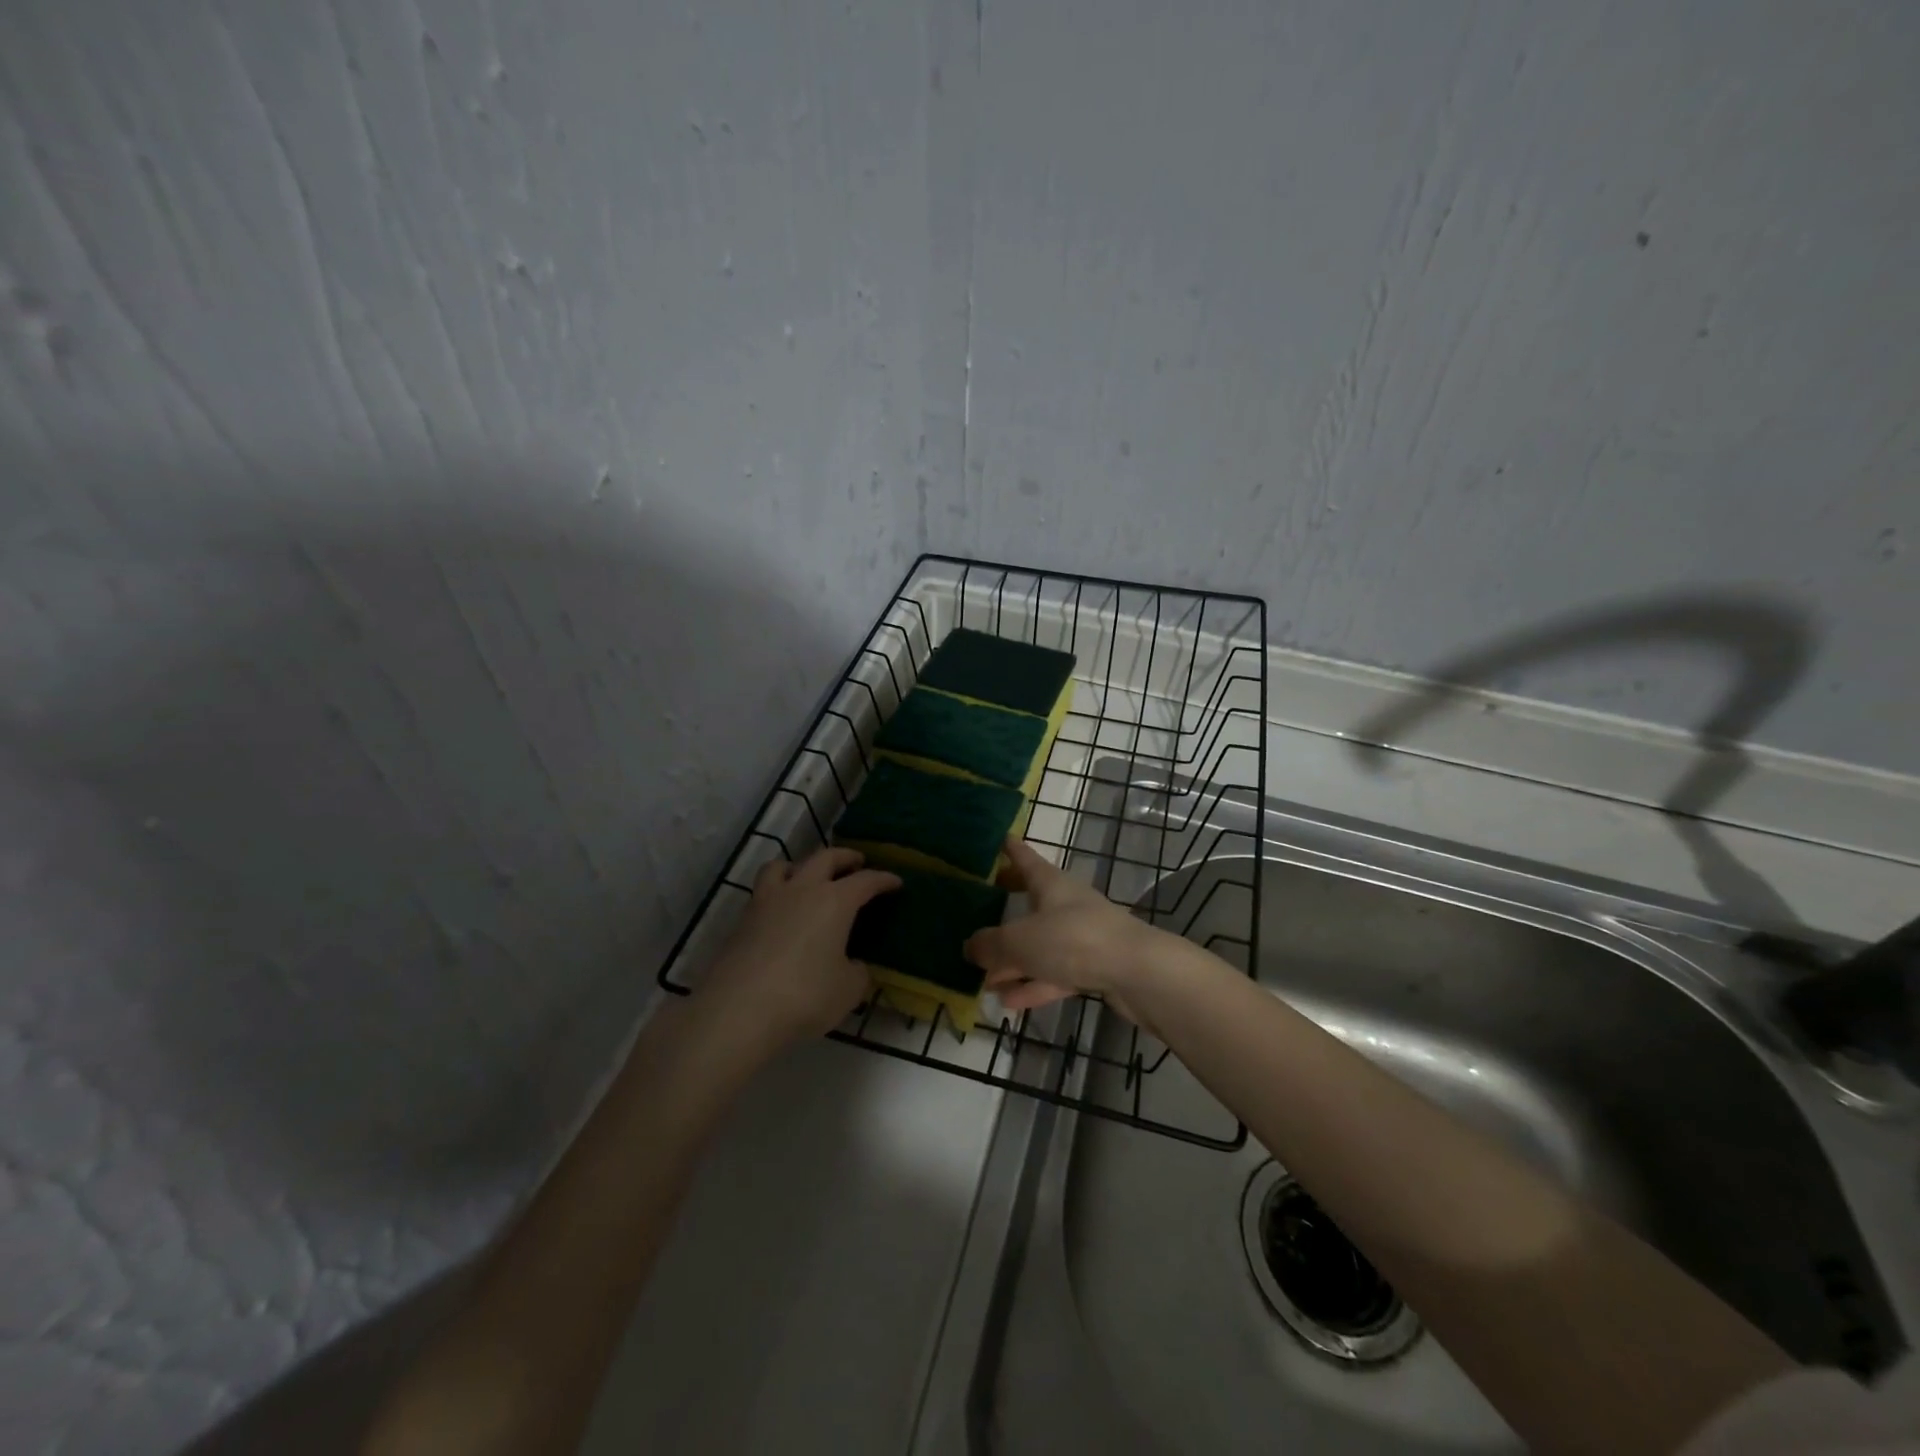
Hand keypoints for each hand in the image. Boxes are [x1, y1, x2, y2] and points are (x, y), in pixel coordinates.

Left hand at [698, 848, 899, 1052]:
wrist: (738, 1010)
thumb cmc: (804, 996)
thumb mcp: (848, 990)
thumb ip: (857, 973)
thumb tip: (853, 965)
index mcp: (835, 901)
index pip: (866, 881)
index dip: (884, 880)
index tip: (896, 882)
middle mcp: (802, 890)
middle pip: (826, 858)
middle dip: (846, 857)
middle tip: (858, 862)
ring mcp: (768, 901)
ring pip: (785, 865)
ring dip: (802, 865)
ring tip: (809, 876)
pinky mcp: (743, 920)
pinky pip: (764, 891)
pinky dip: (778, 891)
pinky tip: (782, 911)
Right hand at [964, 838, 1165, 1022]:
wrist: (1138, 973)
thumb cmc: (1074, 940)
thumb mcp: (1021, 940)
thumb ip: (991, 945)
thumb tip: (969, 947)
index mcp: (1051, 884)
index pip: (1026, 858)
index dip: (1011, 849)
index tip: (999, 838)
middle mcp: (1067, 905)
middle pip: (1032, 901)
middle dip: (1009, 906)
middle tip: (984, 905)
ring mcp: (1083, 937)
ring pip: (1041, 945)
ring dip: (1015, 961)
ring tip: (985, 979)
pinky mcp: (1094, 967)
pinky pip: (1055, 973)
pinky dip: (1033, 984)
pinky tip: (1009, 1002)